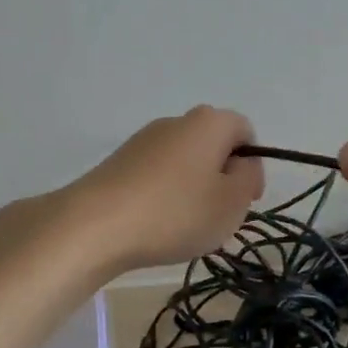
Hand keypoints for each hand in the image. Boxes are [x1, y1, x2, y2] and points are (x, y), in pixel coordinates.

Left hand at [54, 106, 263, 270]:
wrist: (95, 225)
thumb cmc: (176, 212)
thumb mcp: (232, 202)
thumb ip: (249, 178)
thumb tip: (242, 164)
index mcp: (209, 122)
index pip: (245, 131)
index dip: (252, 165)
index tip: (246, 200)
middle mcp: (176, 121)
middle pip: (213, 145)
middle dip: (222, 178)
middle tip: (218, 216)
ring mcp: (144, 139)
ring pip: (184, 161)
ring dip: (193, 189)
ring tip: (184, 226)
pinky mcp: (119, 161)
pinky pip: (157, 174)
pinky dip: (164, 195)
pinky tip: (156, 224)